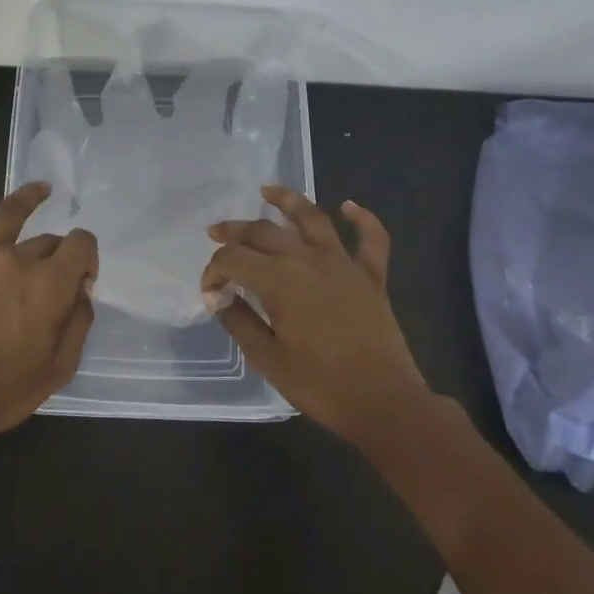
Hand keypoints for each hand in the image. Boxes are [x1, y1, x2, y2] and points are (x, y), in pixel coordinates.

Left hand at [0, 166, 98, 445]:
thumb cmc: (1, 392)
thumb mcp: (59, 369)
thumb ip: (79, 322)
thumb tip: (81, 290)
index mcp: (49, 286)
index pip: (82, 244)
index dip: (88, 258)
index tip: (81, 281)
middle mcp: (17, 259)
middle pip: (48, 240)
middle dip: (58, 255)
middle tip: (51, 283)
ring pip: (11, 213)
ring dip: (30, 197)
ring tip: (43, 189)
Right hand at [203, 187, 427, 445]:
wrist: (384, 403)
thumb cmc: (320, 384)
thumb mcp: (267, 358)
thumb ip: (240, 321)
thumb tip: (220, 297)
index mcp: (279, 281)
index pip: (234, 260)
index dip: (214, 271)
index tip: (209, 292)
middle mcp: (309, 260)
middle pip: (264, 233)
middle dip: (235, 231)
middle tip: (216, 232)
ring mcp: (344, 264)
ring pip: (313, 219)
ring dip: (288, 201)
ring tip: (267, 190)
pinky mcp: (372, 277)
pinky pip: (371, 240)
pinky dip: (362, 219)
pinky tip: (348, 206)